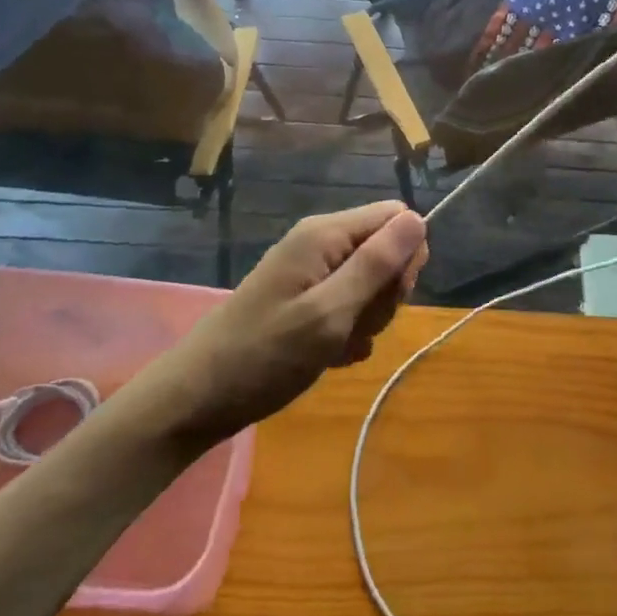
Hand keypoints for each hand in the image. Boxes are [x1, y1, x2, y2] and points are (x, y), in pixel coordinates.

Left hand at [165, 202, 427, 445]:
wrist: (198, 399)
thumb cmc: (265, 355)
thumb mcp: (330, 312)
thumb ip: (376, 264)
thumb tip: (418, 219)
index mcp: (326, 234)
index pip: (395, 217)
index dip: (406, 254)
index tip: (392, 295)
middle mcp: (320, 243)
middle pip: (385, 250)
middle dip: (385, 293)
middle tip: (357, 325)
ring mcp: (311, 273)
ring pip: (371, 283)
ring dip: (368, 318)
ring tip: (339, 345)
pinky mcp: (305, 300)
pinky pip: (348, 306)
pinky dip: (349, 332)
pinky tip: (333, 356)